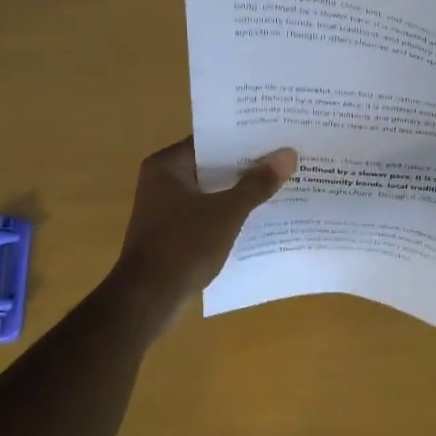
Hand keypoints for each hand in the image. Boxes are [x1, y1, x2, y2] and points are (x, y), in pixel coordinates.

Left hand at [113, 137, 296, 308]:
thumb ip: (257, 184)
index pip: (211, 140)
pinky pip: (207, 214)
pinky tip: (260, 217)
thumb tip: (288, 154)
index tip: (275, 135)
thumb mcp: (227, 212)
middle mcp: (162, 182)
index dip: (243, 138)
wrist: (148, 300)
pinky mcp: (173, 234)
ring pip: (212, 192)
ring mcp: (166, 210)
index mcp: (167, 166)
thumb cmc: (184, 246)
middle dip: (247, 166)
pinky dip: (229, 214)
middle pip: (213, 166)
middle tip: (285, 158)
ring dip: (240, 191)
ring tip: (280, 184)